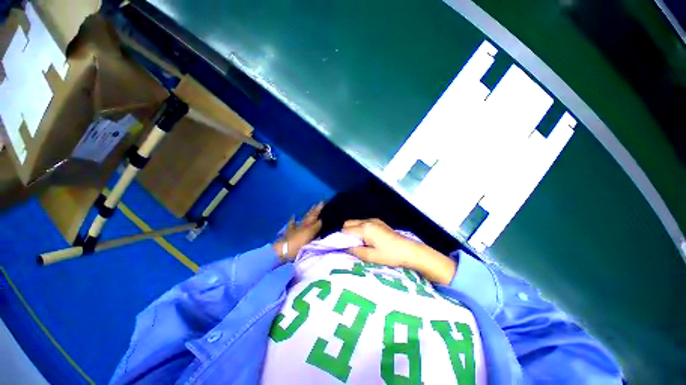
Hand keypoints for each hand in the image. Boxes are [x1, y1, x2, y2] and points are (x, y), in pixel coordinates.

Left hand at [273, 202, 323, 260]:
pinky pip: (292, 224)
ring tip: (311, 208)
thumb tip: (321, 220)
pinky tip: (293, 216)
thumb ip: (315, 227)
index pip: (315, 215)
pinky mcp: (290, 233)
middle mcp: (302, 224)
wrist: (283, 250)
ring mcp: (296, 228)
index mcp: (308, 225)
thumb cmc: (298, 243)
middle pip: (310, 215)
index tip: (323, 202)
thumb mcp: (309, 235)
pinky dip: (293, 220)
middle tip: (319, 203)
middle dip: (315, 209)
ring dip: (308, 213)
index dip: (318, 209)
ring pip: (304, 218)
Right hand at [341, 219, 415, 266]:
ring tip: (360, 243)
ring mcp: (374, 220)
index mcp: (365, 228)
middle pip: (348, 223)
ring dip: (354, 230)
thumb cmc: (390, 255)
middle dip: (346, 233)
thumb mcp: (371, 256)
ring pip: (356, 222)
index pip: (345, 230)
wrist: (409, 250)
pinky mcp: (379, 222)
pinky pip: (364, 223)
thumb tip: (345, 247)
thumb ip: (355, 251)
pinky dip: (361, 229)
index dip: (341, 238)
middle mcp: (368, 221)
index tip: (344, 247)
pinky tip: (368, 239)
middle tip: (352, 245)